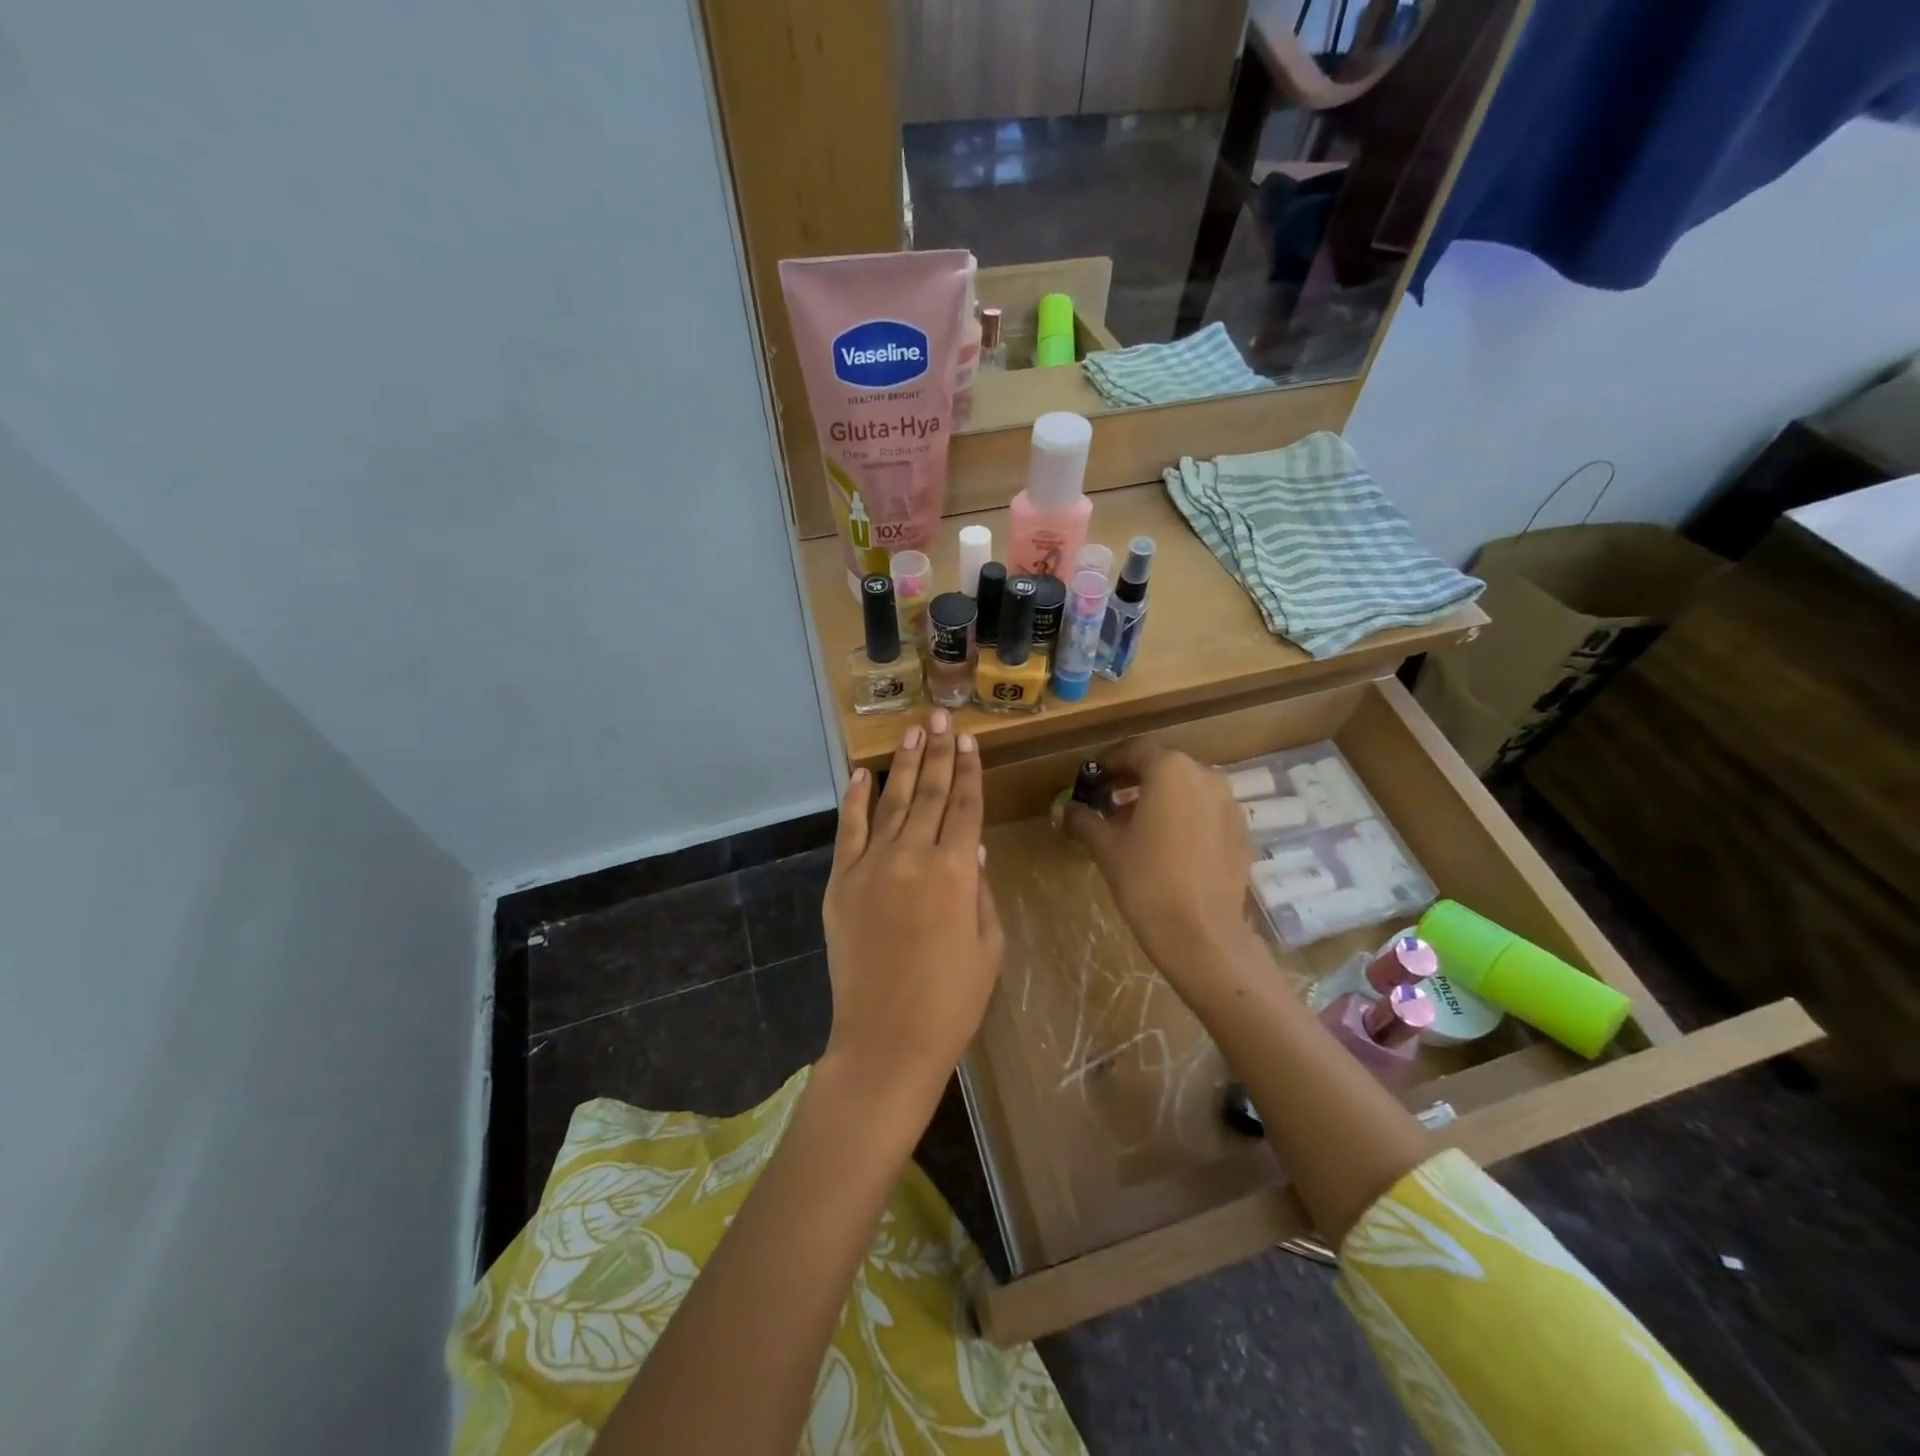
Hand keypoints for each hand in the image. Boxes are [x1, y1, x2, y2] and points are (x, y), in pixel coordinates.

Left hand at [820, 709, 1003, 1111]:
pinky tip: (863, 774)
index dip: (969, 772)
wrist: (887, 1039)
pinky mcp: (841, 882)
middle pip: (929, 793)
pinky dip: (856, 800)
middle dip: (938, 752)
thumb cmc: (953, 1000)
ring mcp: (872, 866)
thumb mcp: (989, 946)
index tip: (969, 741)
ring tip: (913, 730)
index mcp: (957, 872)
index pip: (965, 807)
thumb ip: (981, 891)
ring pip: (892, 802)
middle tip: (941, 717)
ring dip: (903, 763)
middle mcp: (914, 856)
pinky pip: (850, 831)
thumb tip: (974, 849)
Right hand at [1062, 739, 1254, 985]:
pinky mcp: (1241, 832)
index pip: (1134, 750)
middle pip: (1163, 766)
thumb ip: (1083, 819)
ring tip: (1136, 825)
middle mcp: (1204, 775)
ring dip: (1160, 798)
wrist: (1201, 934)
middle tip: (1109, 800)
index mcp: (1170, 769)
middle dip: (1134, 779)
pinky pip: (1206, 812)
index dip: (1108, 762)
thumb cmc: (1146, 880)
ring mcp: (1229, 804)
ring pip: (1187, 789)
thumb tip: (1064, 810)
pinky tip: (1167, 845)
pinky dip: (1184, 817)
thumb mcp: (1105, 846)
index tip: (1092, 779)